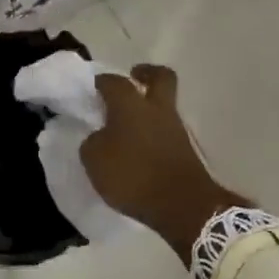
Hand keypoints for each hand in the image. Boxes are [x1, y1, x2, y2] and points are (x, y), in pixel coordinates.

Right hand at [81, 64, 248, 263]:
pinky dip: (154, 132)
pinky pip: (167, 130)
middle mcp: (156, 109)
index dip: (102, 81)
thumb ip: (93, 142)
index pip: (114, 81)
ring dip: (150, 107)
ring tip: (129, 123)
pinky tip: (139, 146)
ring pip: (164, 105)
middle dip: (146, 73)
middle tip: (132, 80)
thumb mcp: (95, 160)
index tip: (93, 86)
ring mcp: (175, 128)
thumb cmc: (133, 175)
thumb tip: (99, 137)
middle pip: (159, 77)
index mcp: (130, 104)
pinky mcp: (185, 150)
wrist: (182, 205)